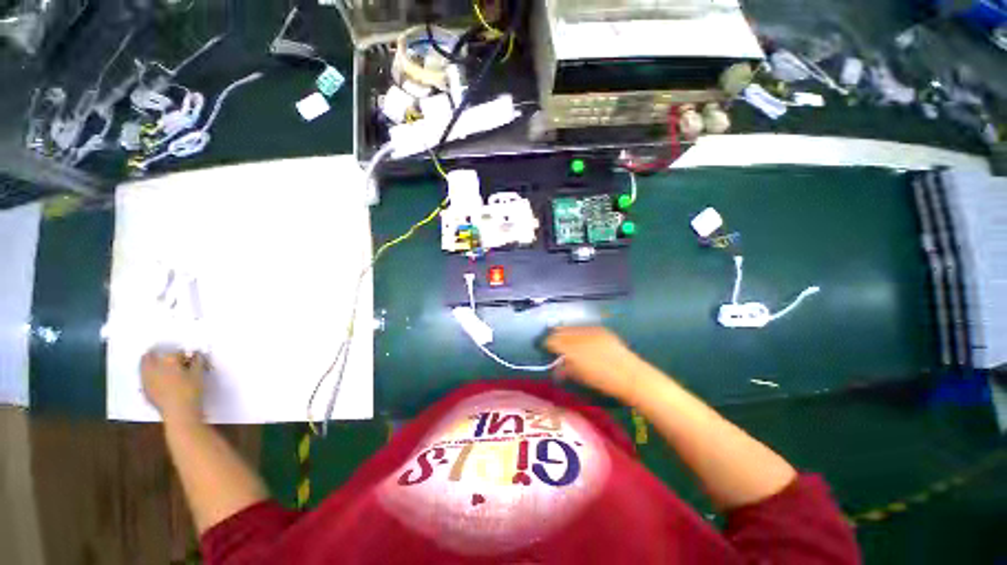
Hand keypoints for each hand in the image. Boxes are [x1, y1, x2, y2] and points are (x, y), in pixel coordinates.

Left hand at [141, 349, 206, 422]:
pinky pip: (143, 377)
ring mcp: (147, 379)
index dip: (181, 353)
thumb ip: (198, 362)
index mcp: (169, 361)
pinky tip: (154, 378)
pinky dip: (147, 374)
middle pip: (151, 355)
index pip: (174, 351)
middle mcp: (154, 367)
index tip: (187, 356)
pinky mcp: (145, 389)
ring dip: (148, 362)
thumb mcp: (199, 374)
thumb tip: (197, 354)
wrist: (180, 412)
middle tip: (163, 353)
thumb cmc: (192, 391)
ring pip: (143, 365)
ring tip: (156, 363)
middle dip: (156, 352)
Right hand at [545, 327, 642, 402]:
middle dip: (554, 335)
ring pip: (571, 326)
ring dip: (565, 331)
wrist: (632, 376)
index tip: (544, 347)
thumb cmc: (604, 382)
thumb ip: (565, 369)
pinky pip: (584, 327)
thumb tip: (556, 366)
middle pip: (560, 330)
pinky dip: (578, 331)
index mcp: (572, 349)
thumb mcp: (580, 377)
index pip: (552, 341)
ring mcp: (592, 330)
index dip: (546, 343)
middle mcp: (579, 335)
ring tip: (564, 337)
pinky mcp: (601, 329)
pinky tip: (579, 336)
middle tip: (552, 342)